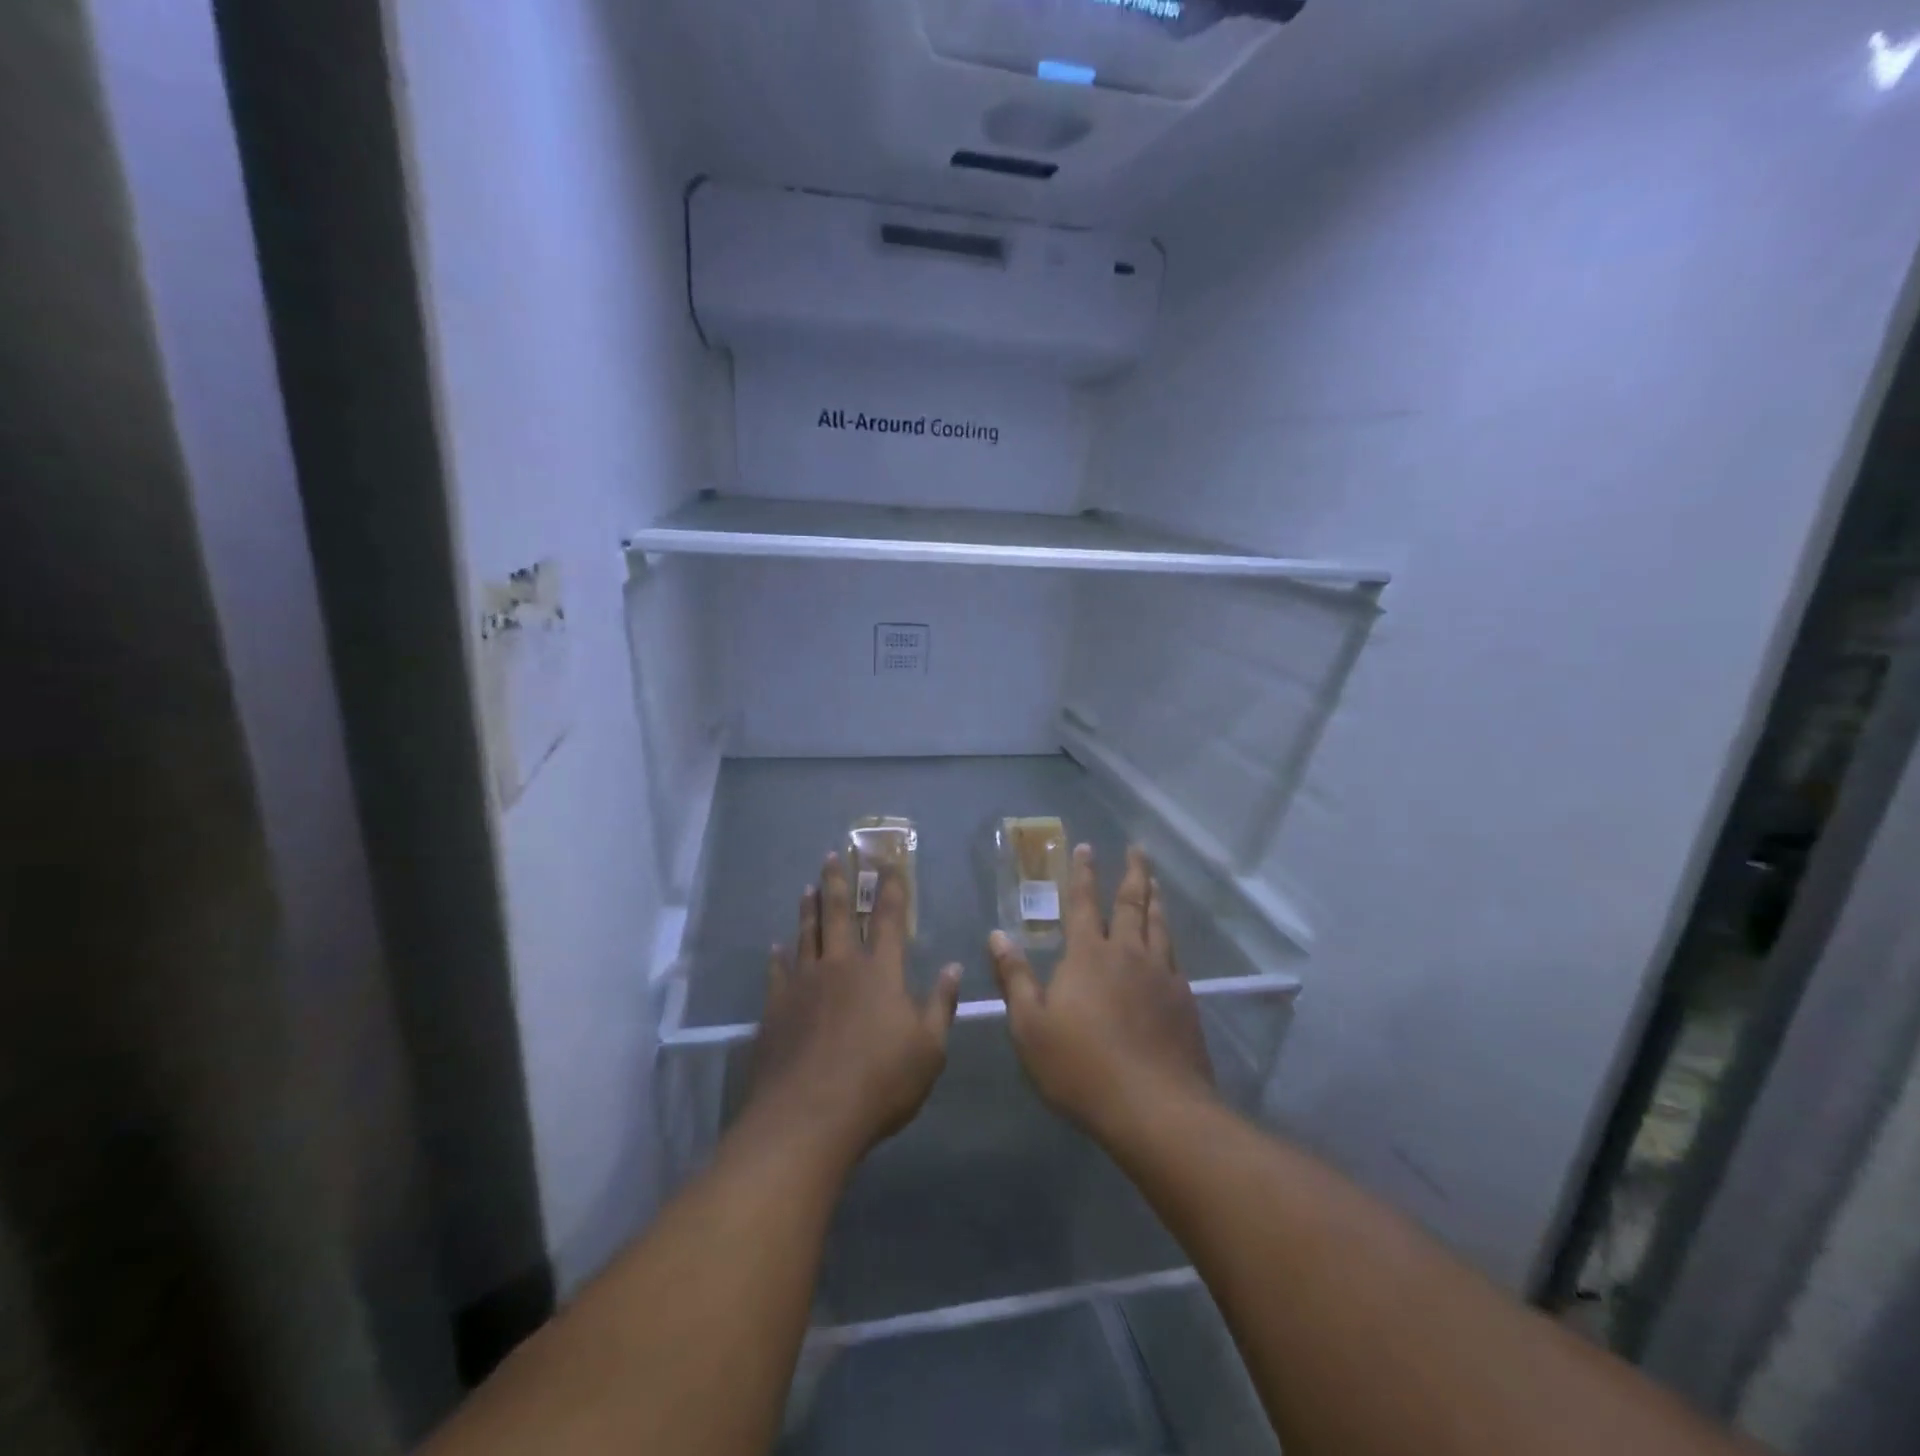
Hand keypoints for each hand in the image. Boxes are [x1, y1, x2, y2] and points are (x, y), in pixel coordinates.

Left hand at [742, 853, 961, 1164]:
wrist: (809, 1117)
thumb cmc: (880, 1084)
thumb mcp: (929, 1050)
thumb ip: (941, 1005)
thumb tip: (952, 967)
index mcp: (881, 972)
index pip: (890, 918)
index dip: (891, 888)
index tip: (888, 862)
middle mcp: (842, 966)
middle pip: (839, 914)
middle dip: (839, 882)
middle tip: (833, 855)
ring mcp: (804, 984)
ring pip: (807, 934)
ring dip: (809, 908)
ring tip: (808, 887)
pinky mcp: (777, 1007)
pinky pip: (778, 971)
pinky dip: (778, 955)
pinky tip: (777, 946)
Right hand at [989, 844, 1213, 1142]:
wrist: (1155, 1107)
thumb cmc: (1082, 1068)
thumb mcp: (1031, 1028)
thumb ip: (1015, 979)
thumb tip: (997, 936)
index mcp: (1088, 956)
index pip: (1082, 903)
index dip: (1082, 873)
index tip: (1087, 847)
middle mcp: (1127, 953)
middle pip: (1131, 903)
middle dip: (1132, 872)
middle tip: (1136, 848)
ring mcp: (1161, 974)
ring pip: (1159, 924)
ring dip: (1155, 898)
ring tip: (1155, 881)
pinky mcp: (1184, 999)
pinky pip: (1175, 955)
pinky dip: (1169, 936)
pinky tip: (1169, 942)